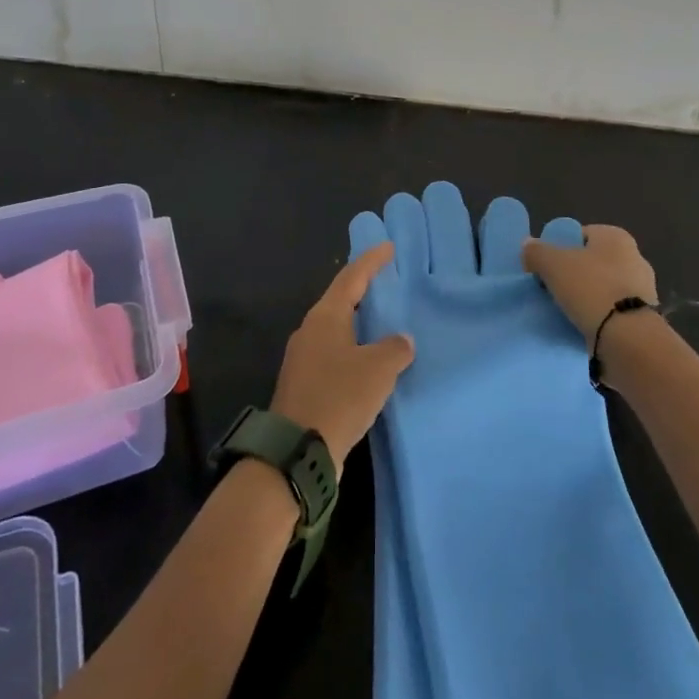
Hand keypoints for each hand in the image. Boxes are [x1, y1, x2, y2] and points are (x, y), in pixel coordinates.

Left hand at [271, 242, 415, 473]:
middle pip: (340, 300)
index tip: (388, 247)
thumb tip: (402, 340)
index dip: (371, 261)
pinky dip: (353, 350)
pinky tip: (368, 362)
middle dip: (363, 290)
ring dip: (358, 323)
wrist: (297, 451)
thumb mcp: (378, 370)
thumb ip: (395, 348)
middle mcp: (310, 331)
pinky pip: (333, 354)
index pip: (351, 278)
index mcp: (325, 317)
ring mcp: (303, 359)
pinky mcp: (304, 384)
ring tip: (382, 322)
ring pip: (336, 329)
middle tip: (387, 282)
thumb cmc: (339, 397)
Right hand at [522, 224, 657, 344]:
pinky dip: (600, 316)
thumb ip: (537, 251)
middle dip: (574, 273)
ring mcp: (643, 289)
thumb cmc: (591, 288)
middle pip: (593, 261)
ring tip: (565, 311)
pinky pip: (613, 311)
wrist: (627, 338)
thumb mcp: (552, 264)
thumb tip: (528, 245)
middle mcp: (635, 257)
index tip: (546, 267)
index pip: (581, 235)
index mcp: (616, 237)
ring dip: (587, 297)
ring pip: (604, 287)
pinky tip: (583, 325)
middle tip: (552, 288)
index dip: (560, 248)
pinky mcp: (644, 317)